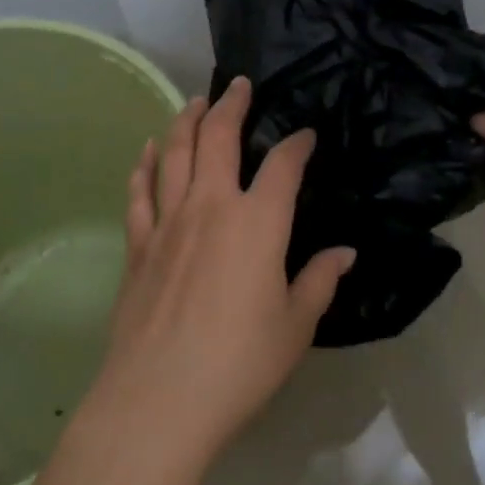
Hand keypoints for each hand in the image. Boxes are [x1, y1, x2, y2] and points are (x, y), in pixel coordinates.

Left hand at [84, 77, 354, 465]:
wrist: (159, 399)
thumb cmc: (239, 363)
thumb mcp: (295, 326)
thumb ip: (320, 281)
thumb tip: (345, 252)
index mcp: (257, 222)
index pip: (283, 165)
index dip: (298, 144)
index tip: (306, 136)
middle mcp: (211, 206)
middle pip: (218, 137)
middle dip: (231, 104)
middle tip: (239, 85)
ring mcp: (168, 221)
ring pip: (174, 152)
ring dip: (186, 120)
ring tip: (195, 102)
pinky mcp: (138, 245)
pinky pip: (139, 192)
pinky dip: (143, 166)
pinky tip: (146, 151)